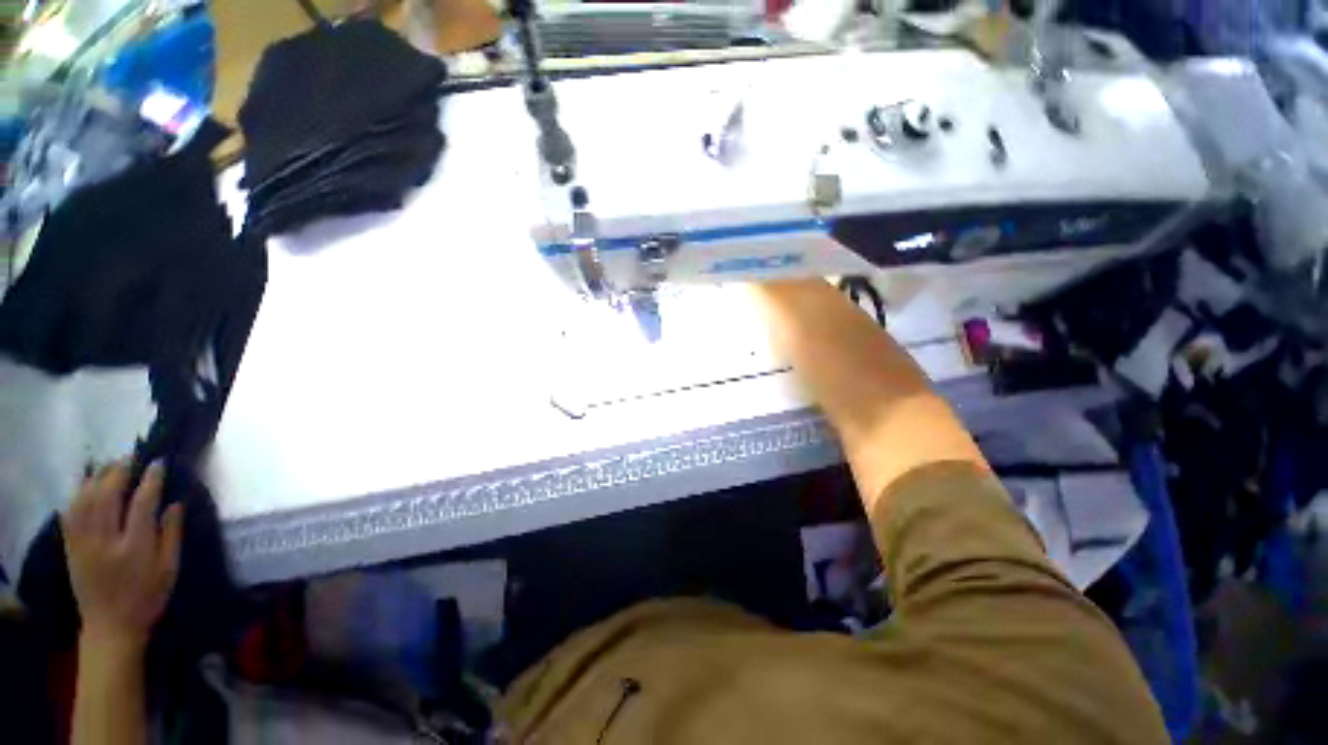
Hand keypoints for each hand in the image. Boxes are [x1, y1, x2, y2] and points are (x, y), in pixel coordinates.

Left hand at [62, 460, 183, 651]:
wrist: (111, 627)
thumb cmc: (148, 598)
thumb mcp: (169, 570)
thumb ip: (172, 535)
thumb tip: (175, 503)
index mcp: (135, 547)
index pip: (142, 503)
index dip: (151, 479)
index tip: (158, 463)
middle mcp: (106, 540)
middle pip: (108, 495)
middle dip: (119, 471)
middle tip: (132, 457)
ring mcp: (84, 543)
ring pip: (85, 500)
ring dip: (97, 477)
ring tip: (110, 465)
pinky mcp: (71, 546)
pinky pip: (70, 513)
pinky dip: (78, 493)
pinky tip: (86, 485)